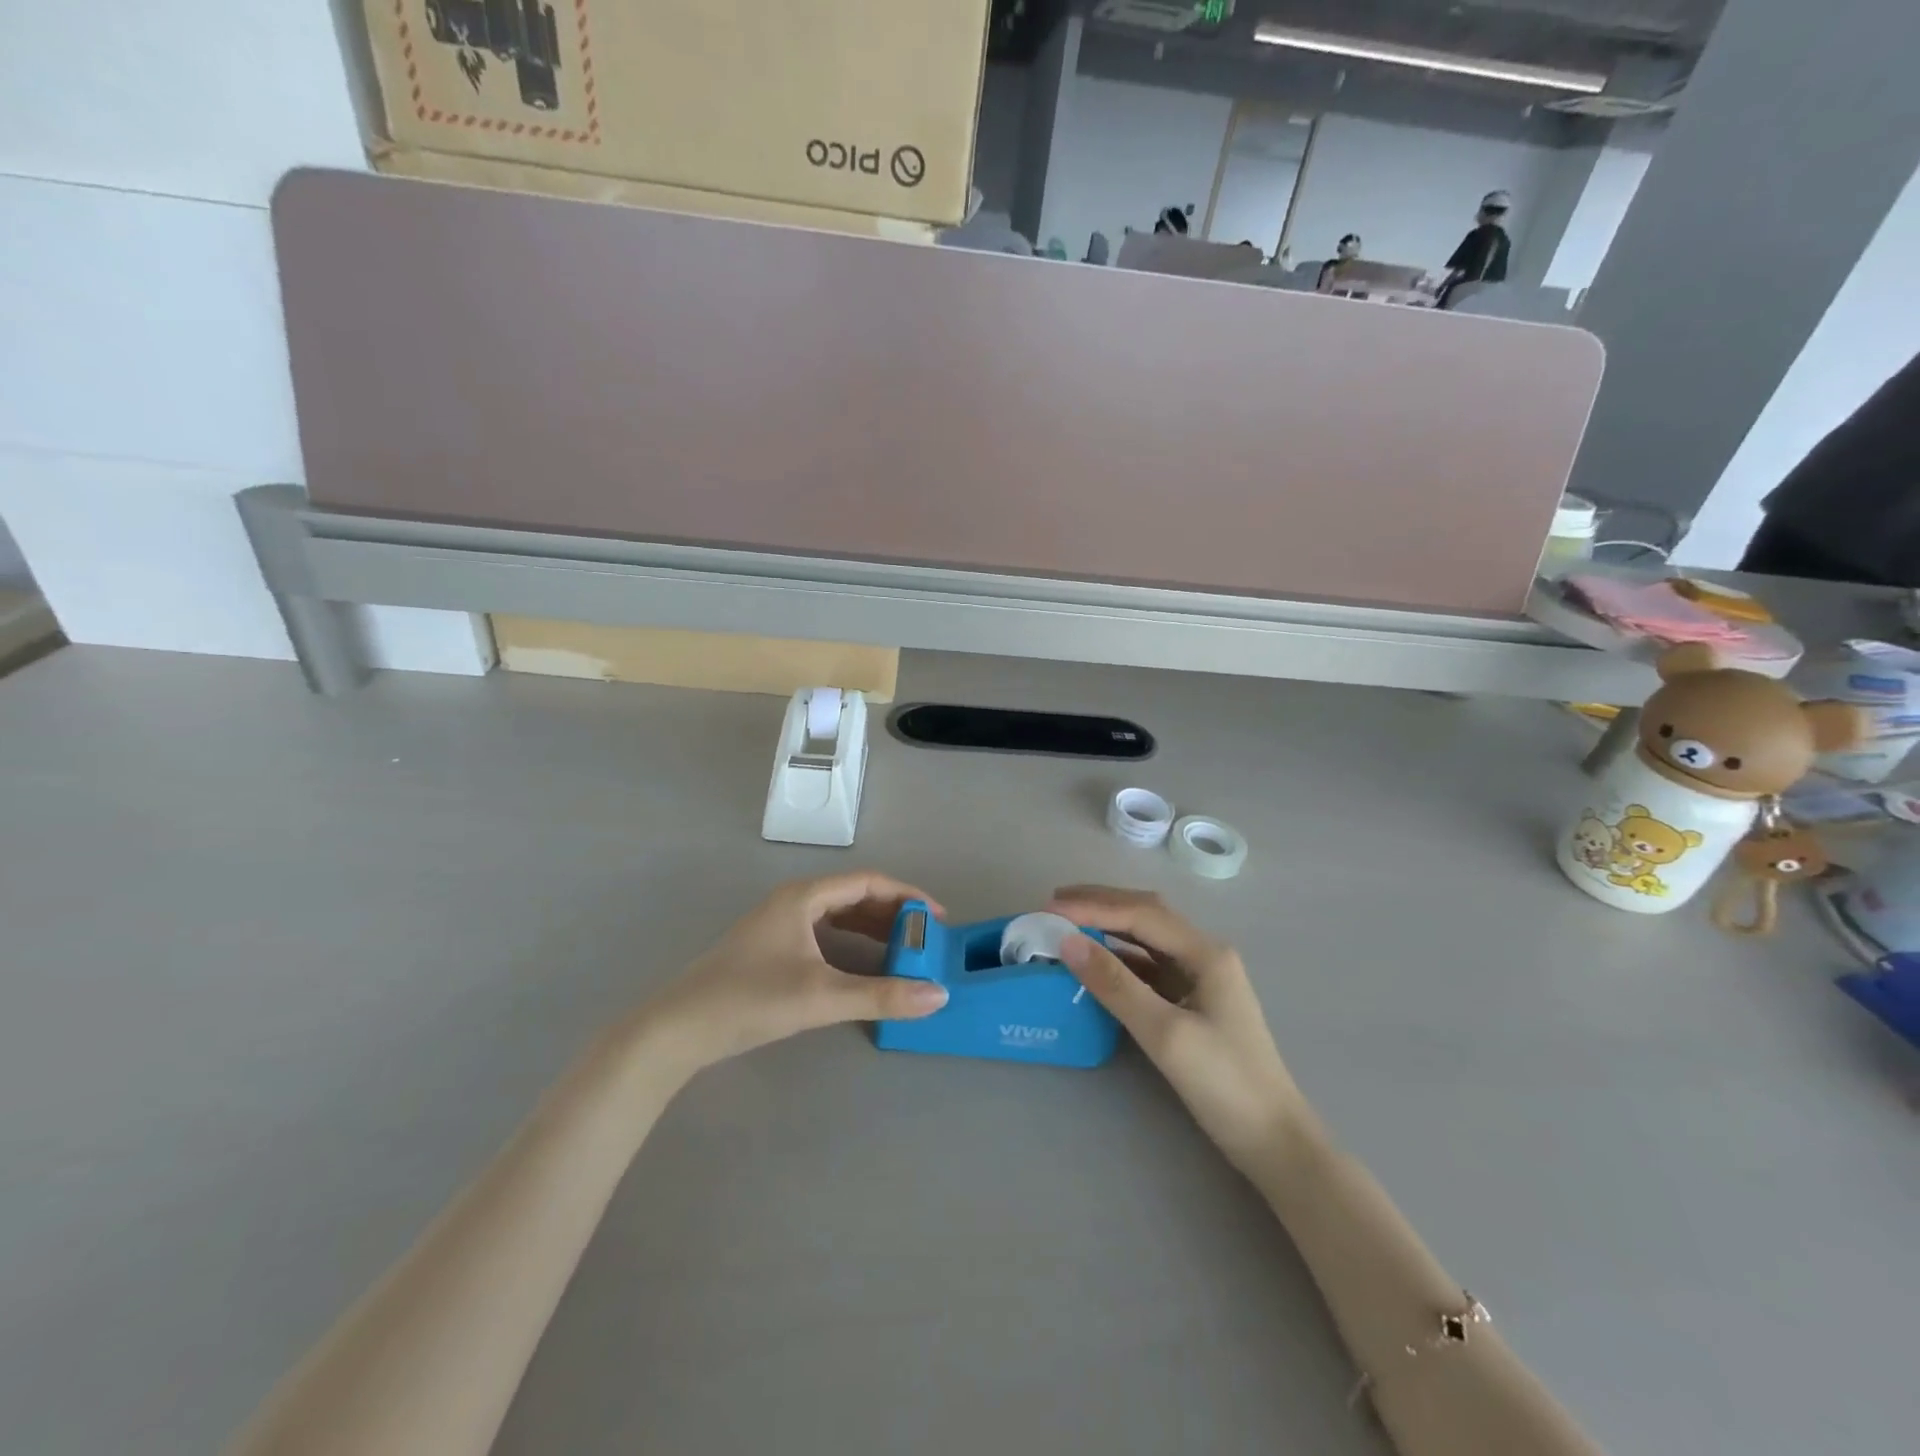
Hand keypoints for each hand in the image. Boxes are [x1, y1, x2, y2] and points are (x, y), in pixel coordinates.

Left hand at [643, 872, 948, 1073]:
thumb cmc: (750, 999)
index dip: (907, 896)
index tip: (938, 918)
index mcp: (804, 897)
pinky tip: (862, 968)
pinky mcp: (771, 949)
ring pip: (837, 916)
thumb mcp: (822, 997)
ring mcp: (779, 925)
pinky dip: (851, 945)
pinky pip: (823, 935)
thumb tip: (938, 996)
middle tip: (926, 938)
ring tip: (904, 952)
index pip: (868, 882)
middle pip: (854, 896)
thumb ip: (882, 996)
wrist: (678, 1030)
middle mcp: (793, 902)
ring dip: (872, 930)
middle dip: (892, 914)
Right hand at [1048, 886, 1302, 1169]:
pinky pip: (1149, 966)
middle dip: (1100, 903)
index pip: (1141, 913)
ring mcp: (1200, 978)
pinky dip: (1119, 957)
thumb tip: (1068, 942)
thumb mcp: (1165, 1033)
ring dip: (1108, 927)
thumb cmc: (1225, 1084)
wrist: (1275, 1142)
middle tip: (1054, 903)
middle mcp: (1204, 954)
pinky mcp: (1193, 1002)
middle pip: (1146, 914)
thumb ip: (1115, 984)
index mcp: (1205, 953)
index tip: (1049, 909)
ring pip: (1147, 938)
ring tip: (1068, 925)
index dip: (1093, 906)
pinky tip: (1096, 962)